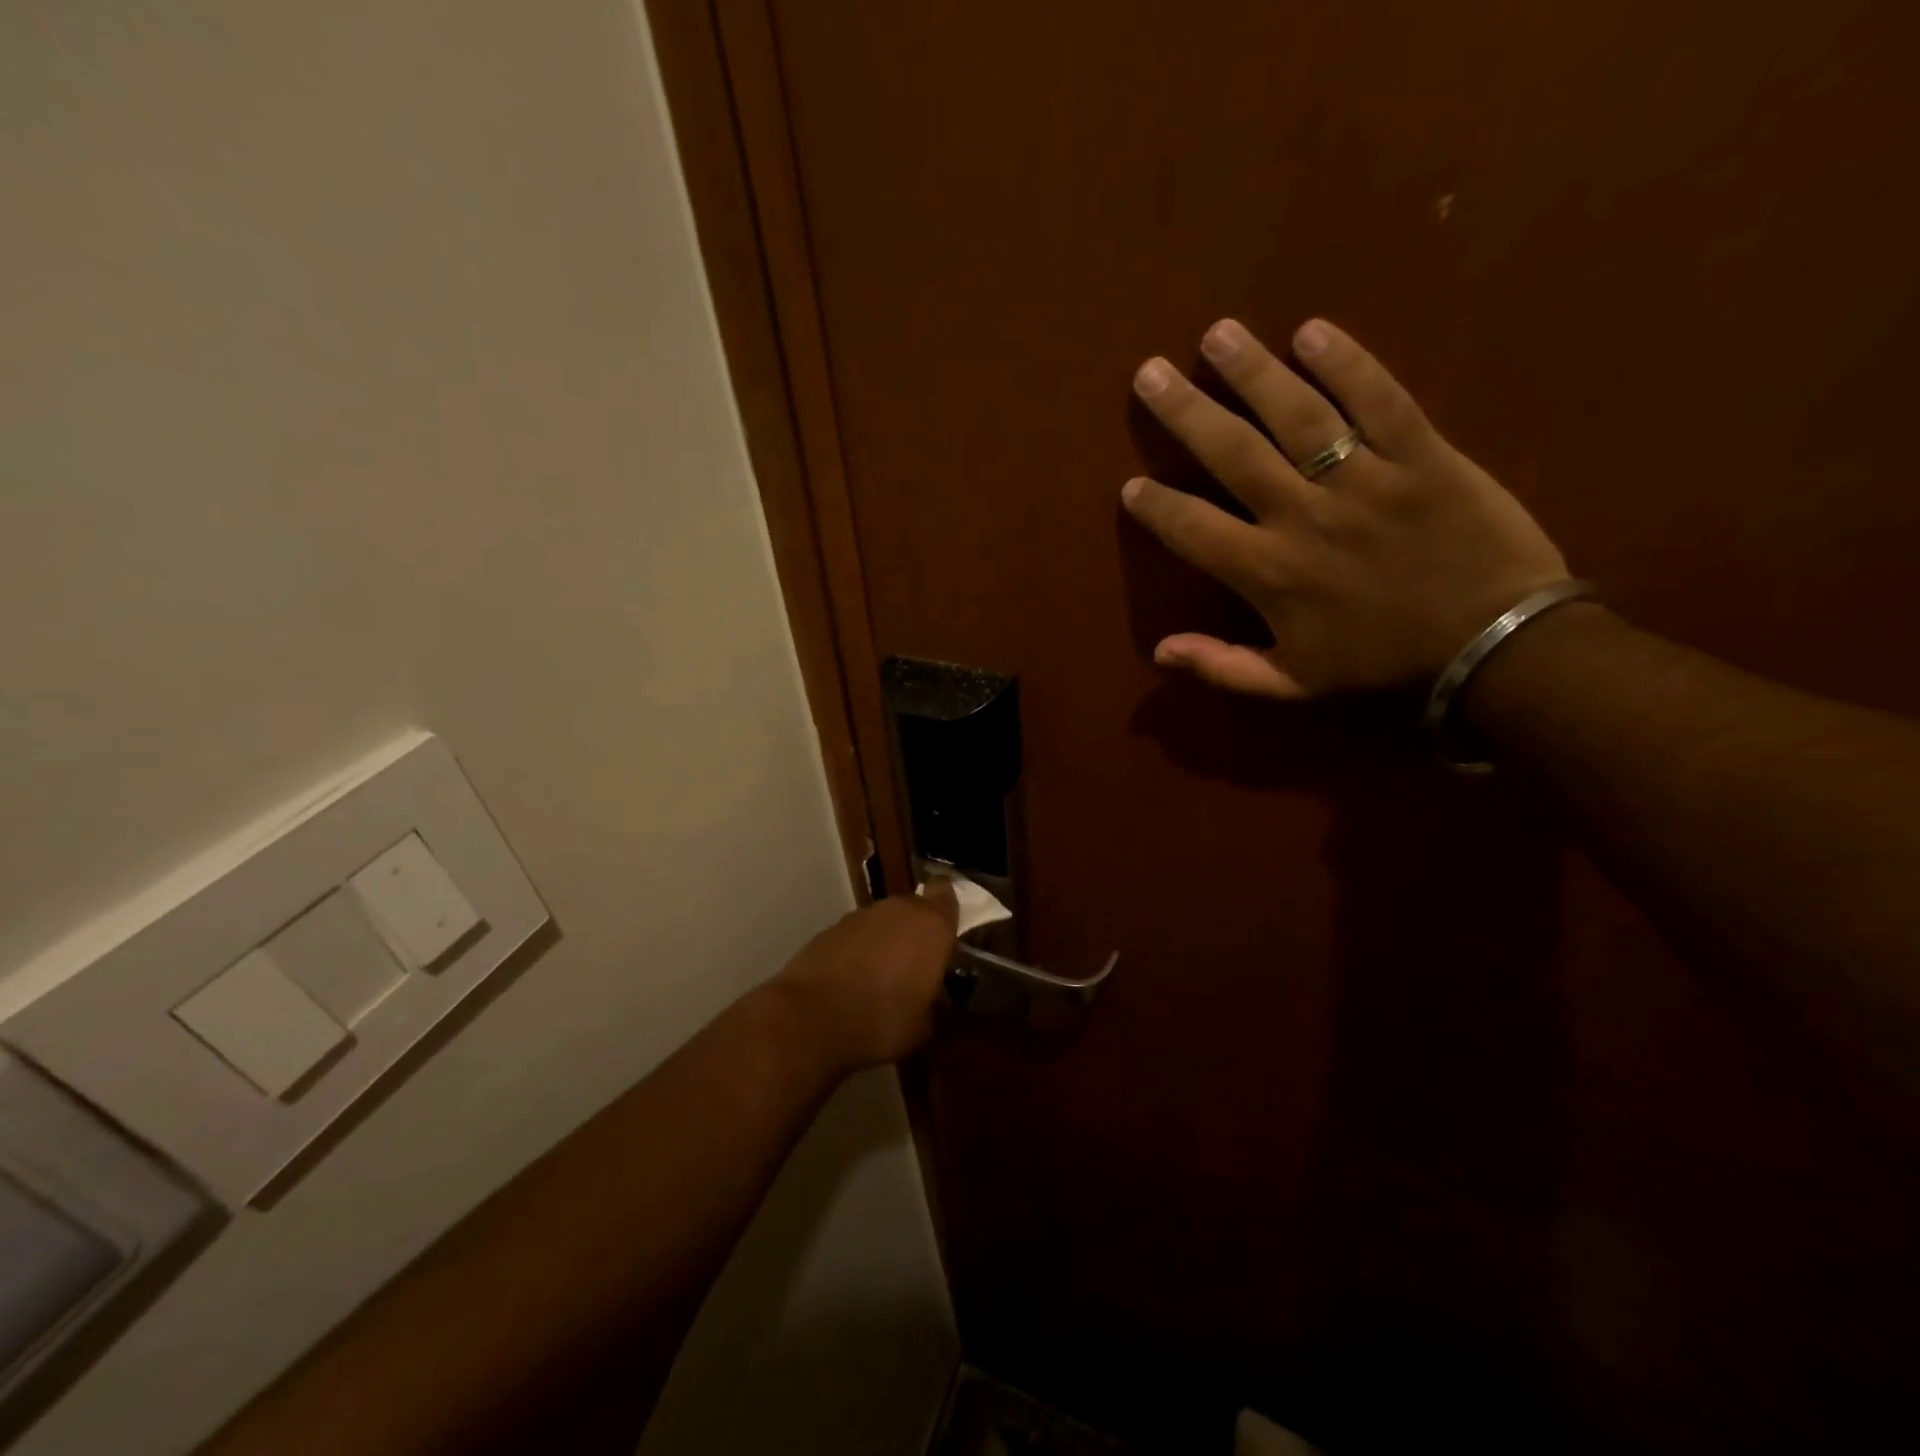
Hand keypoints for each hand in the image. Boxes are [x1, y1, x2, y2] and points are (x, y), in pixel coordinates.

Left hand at [770, 880, 958, 1072]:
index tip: (946, 935)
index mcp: (931, 926)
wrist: (811, 1018)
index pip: (947, 896)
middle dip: (915, 931)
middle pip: (914, 908)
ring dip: (885, 941)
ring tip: (881, 978)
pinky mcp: (829, 928)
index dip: (946, 911)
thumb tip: (928, 1001)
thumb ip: (932, 1002)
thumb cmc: (882, 1020)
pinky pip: (855, 935)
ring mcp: (861, 916)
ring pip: (883, 921)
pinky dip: (856, 951)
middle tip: (916, 965)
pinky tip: (851, 982)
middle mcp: (899, 910)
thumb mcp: (923, 1026)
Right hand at [1122, 318, 1568, 697]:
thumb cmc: (1383, 665)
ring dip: (1253, 372)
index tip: (1132, 485)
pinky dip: (1348, 363)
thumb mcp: (1294, 684)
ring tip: (1217, 334)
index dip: (1158, 506)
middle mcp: (1305, 516)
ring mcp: (1365, 480)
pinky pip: (1380, 400)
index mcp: (1270, 573)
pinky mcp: (1423, 455)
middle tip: (1150, 372)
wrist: (1495, 646)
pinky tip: (1312, 331)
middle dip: (1186, 412)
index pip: (1194, 529)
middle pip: (1233, 453)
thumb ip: (1224, 667)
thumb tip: (1160, 651)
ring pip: (1298, 415)